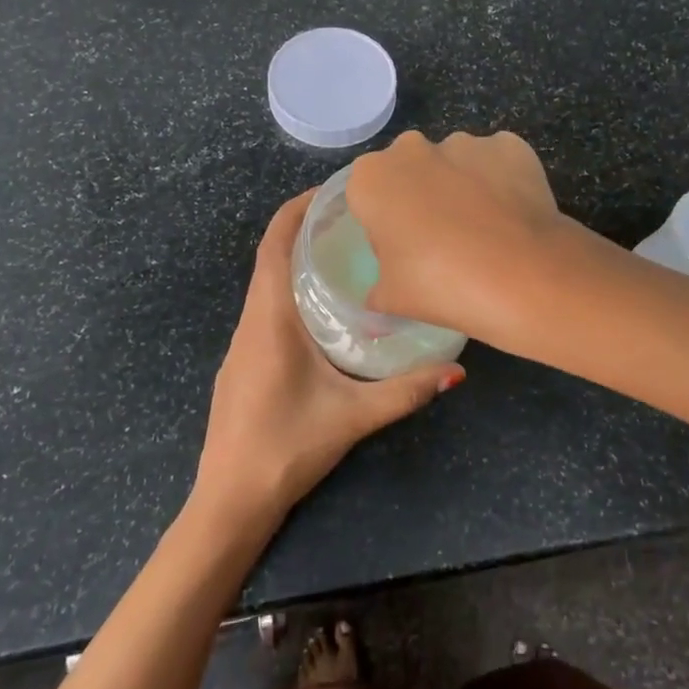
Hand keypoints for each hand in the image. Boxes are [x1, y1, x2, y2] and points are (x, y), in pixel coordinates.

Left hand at [194, 192, 463, 528]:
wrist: (230, 499)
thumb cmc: (286, 448)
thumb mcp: (353, 417)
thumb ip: (406, 392)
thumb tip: (458, 370)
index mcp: (269, 319)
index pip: (274, 244)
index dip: (297, 209)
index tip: (333, 190)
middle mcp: (251, 321)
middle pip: (271, 257)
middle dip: (306, 229)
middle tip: (355, 218)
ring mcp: (242, 343)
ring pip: (267, 284)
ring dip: (297, 260)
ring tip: (346, 253)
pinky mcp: (243, 362)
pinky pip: (266, 308)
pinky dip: (291, 290)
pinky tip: (325, 308)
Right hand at [345, 131, 568, 347]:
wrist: (520, 275)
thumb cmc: (439, 284)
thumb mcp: (391, 299)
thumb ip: (377, 289)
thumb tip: (378, 294)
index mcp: (371, 178)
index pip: (366, 194)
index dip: (383, 221)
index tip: (402, 248)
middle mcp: (413, 148)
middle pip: (409, 169)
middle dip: (420, 194)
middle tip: (441, 239)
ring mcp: (465, 143)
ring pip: (455, 163)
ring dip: (461, 187)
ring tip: (484, 232)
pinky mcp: (510, 145)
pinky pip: (498, 163)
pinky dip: (502, 182)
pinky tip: (512, 217)